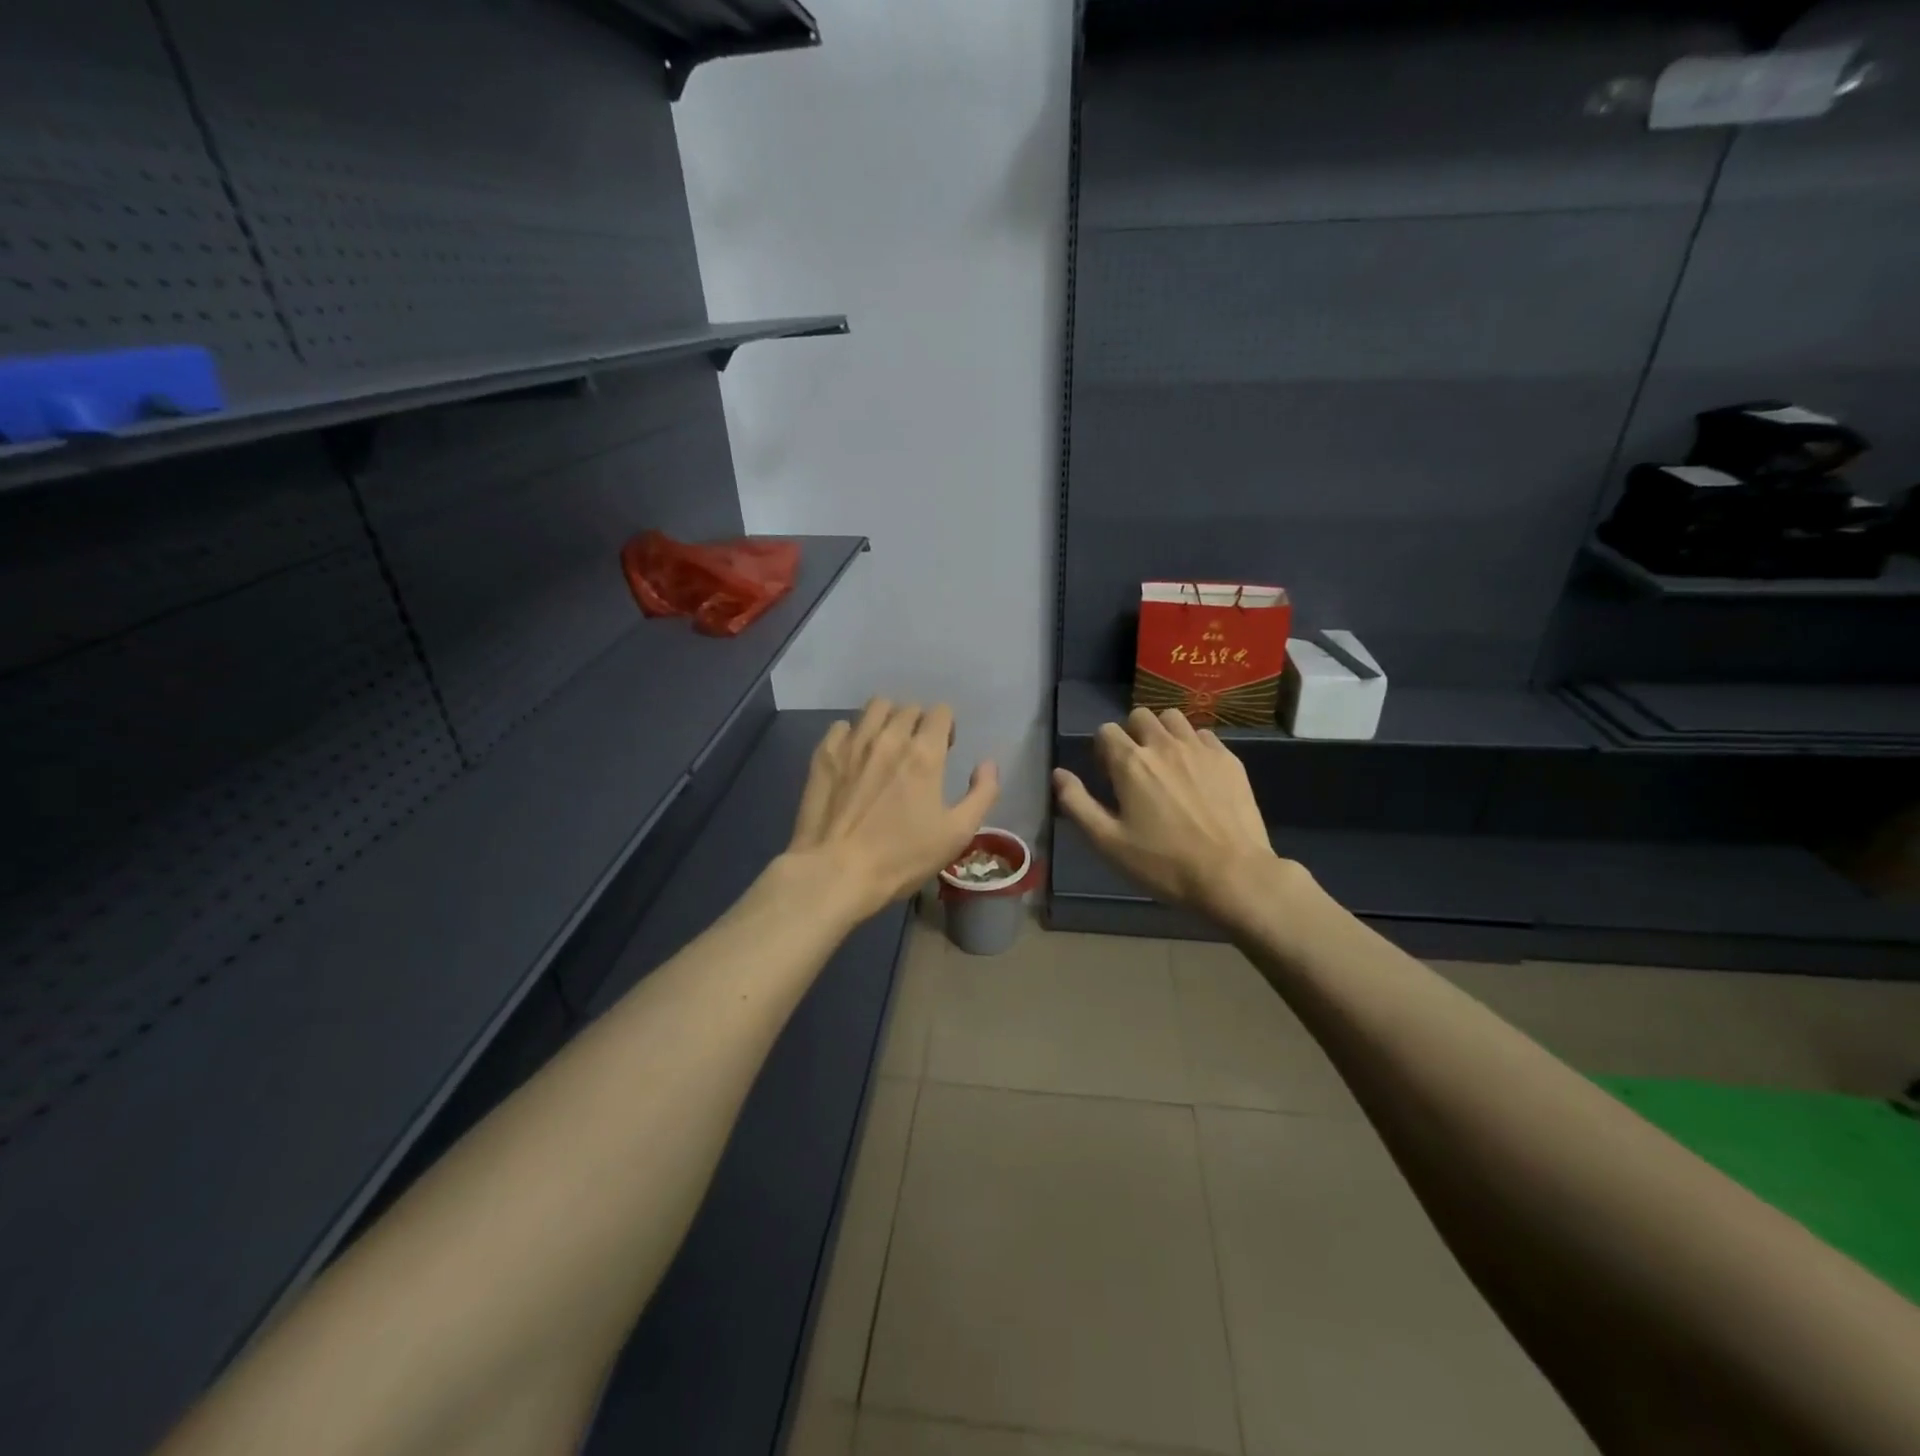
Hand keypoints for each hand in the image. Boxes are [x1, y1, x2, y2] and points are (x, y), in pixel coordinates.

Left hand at [787, 699, 999, 922]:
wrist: (836, 871)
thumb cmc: (902, 857)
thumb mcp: (957, 833)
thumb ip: (982, 793)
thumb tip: (987, 763)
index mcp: (924, 753)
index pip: (941, 712)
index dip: (947, 727)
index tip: (945, 749)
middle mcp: (889, 737)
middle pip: (909, 707)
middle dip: (919, 723)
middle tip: (917, 750)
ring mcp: (853, 742)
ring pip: (875, 707)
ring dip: (888, 719)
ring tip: (886, 744)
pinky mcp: (824, 754)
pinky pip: (842, 725)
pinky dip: (853, 734)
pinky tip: (855, 756)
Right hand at [1053, 708, 1288, 924]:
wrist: (1232, 875)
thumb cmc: (1163, 863)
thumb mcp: (1108, 842)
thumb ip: (1077, 803)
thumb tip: (1059, 774)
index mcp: (1130, 762)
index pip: (1106, 731)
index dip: (1102, 750)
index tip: (1109, 777)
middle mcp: (1163, 744)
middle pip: (1140, 716)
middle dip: (1132, 734)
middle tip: (1137, 768)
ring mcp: (1200, 748)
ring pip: (1173, 718)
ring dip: (1163, 733)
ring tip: (1167, 763)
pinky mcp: (1229, 759)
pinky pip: (1204, 734)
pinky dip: (1193, 745)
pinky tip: (1197, 773)